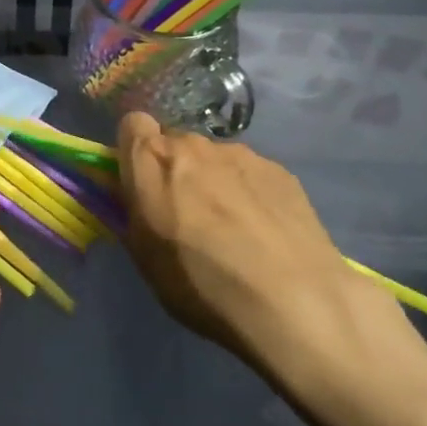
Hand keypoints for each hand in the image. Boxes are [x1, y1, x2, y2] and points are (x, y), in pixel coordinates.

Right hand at [116, 113, 426, 425]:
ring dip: (213, 181)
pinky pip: (250, 172)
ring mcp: (241, 153)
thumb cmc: (203, 285)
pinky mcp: (280, 170)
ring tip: (234, 229)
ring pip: (214, 158)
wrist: (295, 301)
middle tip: (187, 214)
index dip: (134, 150)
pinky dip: (249, 193)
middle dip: (175, 170)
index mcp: (152, 161)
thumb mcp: (146, 259)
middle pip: (175, 143)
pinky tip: (265, 232)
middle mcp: (193, 145)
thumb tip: (132, 198)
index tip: (140, 182)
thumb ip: (132, 215)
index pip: (131, 124)